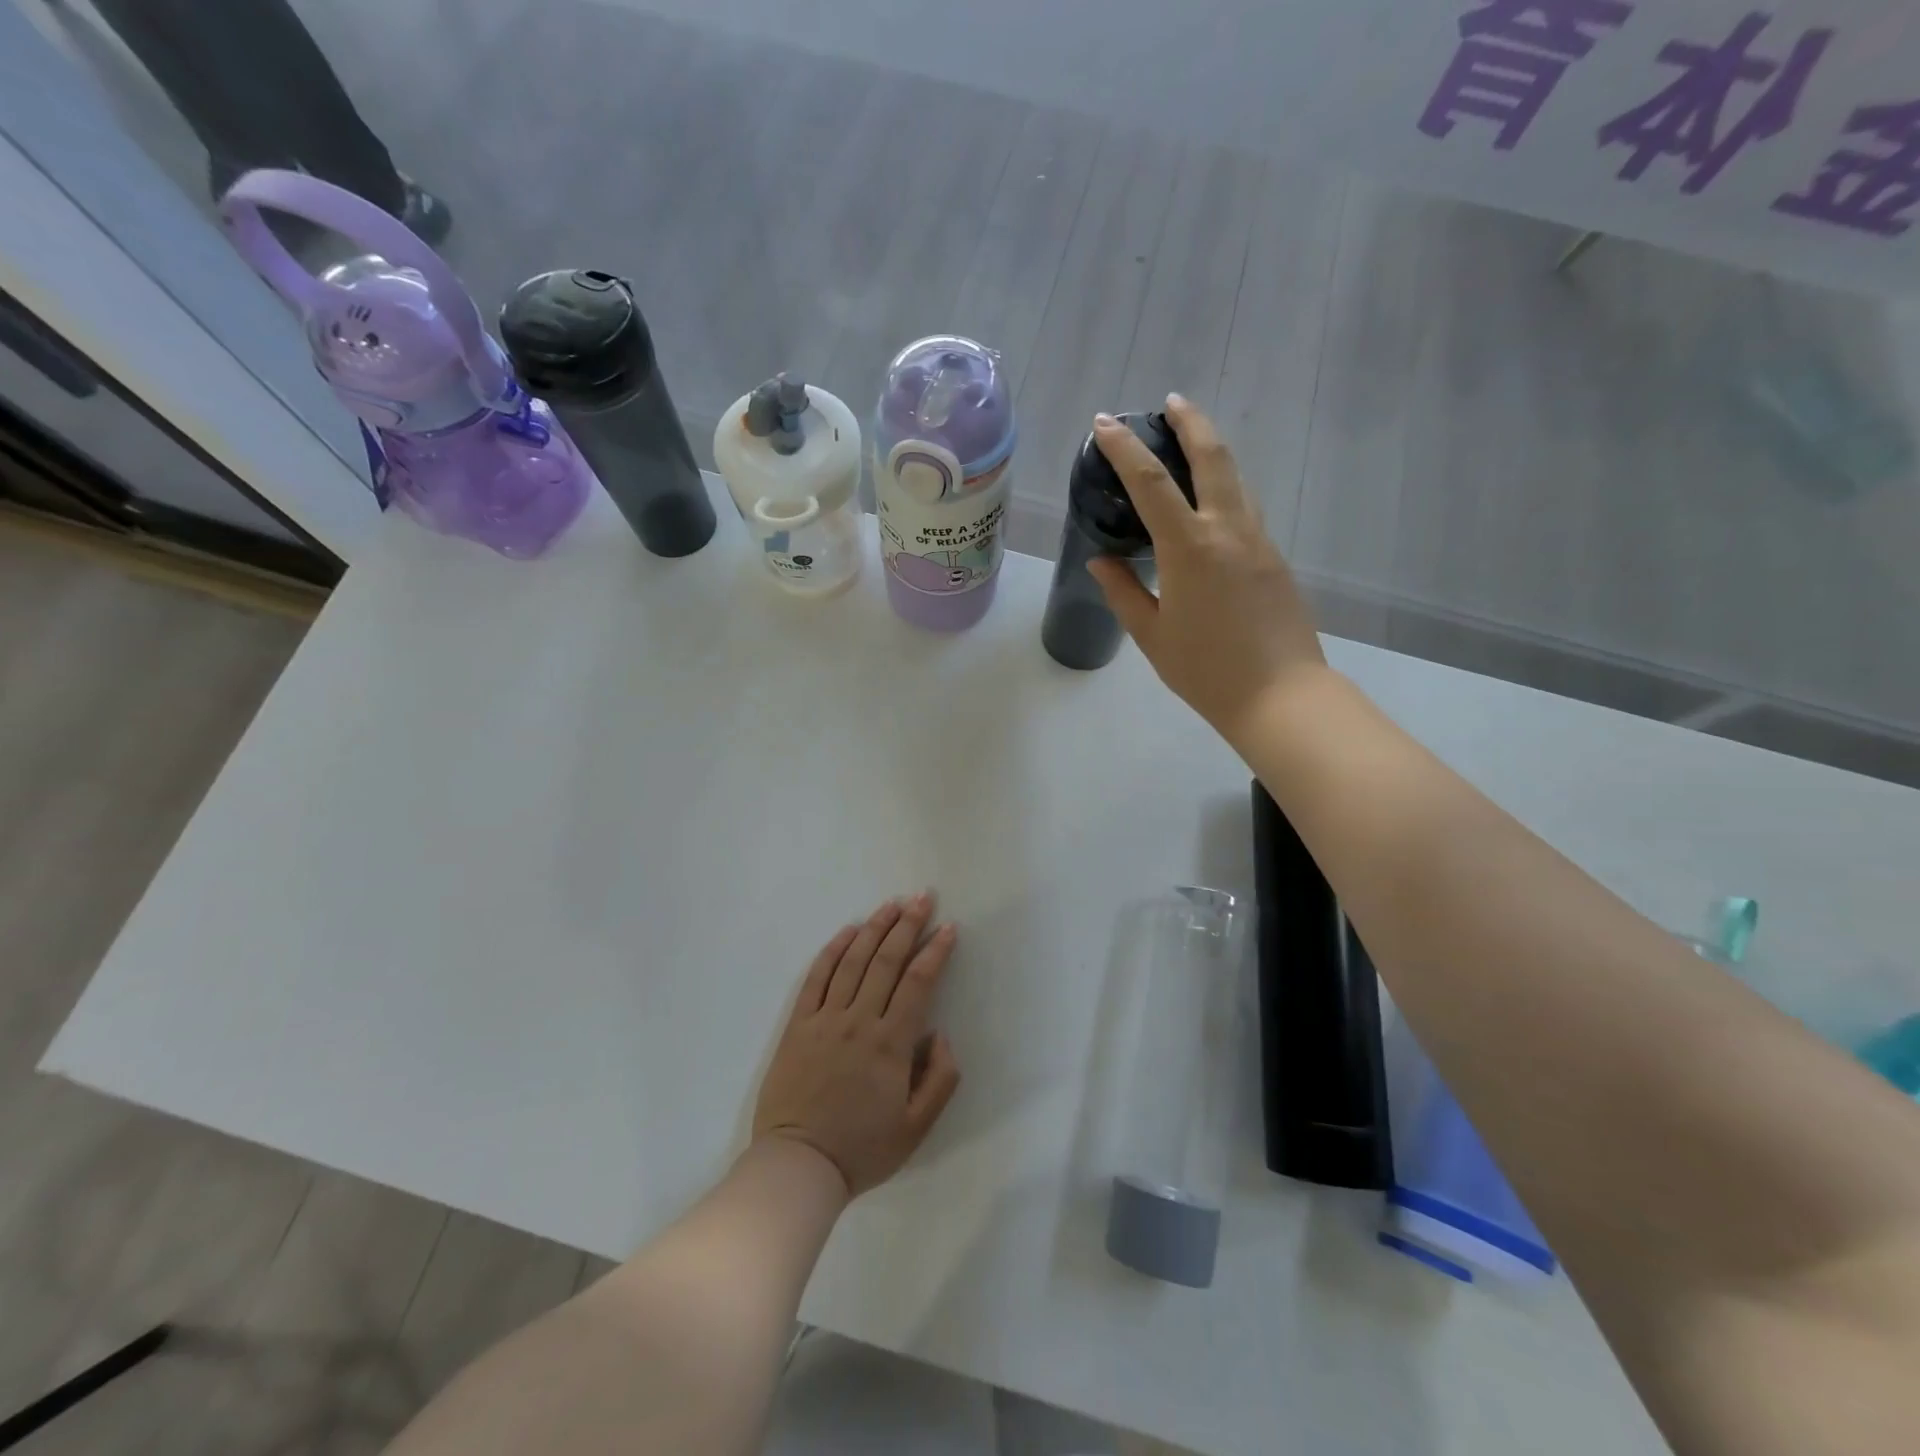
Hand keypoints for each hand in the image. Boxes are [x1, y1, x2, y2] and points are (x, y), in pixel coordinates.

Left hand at [752, 893, 961, 1197]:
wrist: (798, 1166)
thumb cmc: (862, 1149)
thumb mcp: (917, 1128)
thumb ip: (940, 1078)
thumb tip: (941, 1034)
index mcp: (890, 1044)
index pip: (917, 983)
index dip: (935, 952)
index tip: (948, 928)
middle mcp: (859, 1020)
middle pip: (886, 960)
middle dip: (907, 925)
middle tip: (922, 898)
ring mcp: (825, 1019)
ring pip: (853, 961)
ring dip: (874, 928)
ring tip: (891, 904)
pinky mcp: (798, 1025)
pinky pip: (816, 978)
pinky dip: (833, 950)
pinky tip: (847, 931)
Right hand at [1086, 396, 1326, 743]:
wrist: (1279, 695)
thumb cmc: (1205, 670)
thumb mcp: (1151, 634)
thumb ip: (1124, 592)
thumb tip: (1103, 562)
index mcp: (1190, 547)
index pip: (1150, 482)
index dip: (1125, 449)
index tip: (1106, 423)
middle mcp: (1228, 530)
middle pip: (1212, 456)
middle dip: (1190, 422)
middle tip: (1171, 402)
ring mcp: (1258, 540)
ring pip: (1237, 477)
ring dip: (1212, 449)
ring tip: (1189, 441)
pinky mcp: (1275, 558)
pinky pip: (1246, 507)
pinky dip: (1225, 487)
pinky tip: (1210, 502)